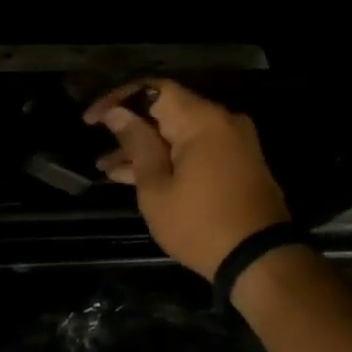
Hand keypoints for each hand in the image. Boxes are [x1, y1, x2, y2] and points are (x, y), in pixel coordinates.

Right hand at [85, 78, 291, 279]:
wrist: (260, 262)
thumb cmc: (199, 224)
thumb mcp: (156, 187)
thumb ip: (136, 143)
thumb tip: (118, 113)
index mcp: (202, 119)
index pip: (153, 89)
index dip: (118, 99)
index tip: (91, 119)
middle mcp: (222, 122)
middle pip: (166, 111)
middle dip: (129, 128)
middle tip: (98, 146)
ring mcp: (232, 143)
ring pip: (179, 134)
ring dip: (145, 148)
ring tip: (107, 169)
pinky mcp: (237, 164)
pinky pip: (194, 150)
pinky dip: (168, 159)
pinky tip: (135, 177)